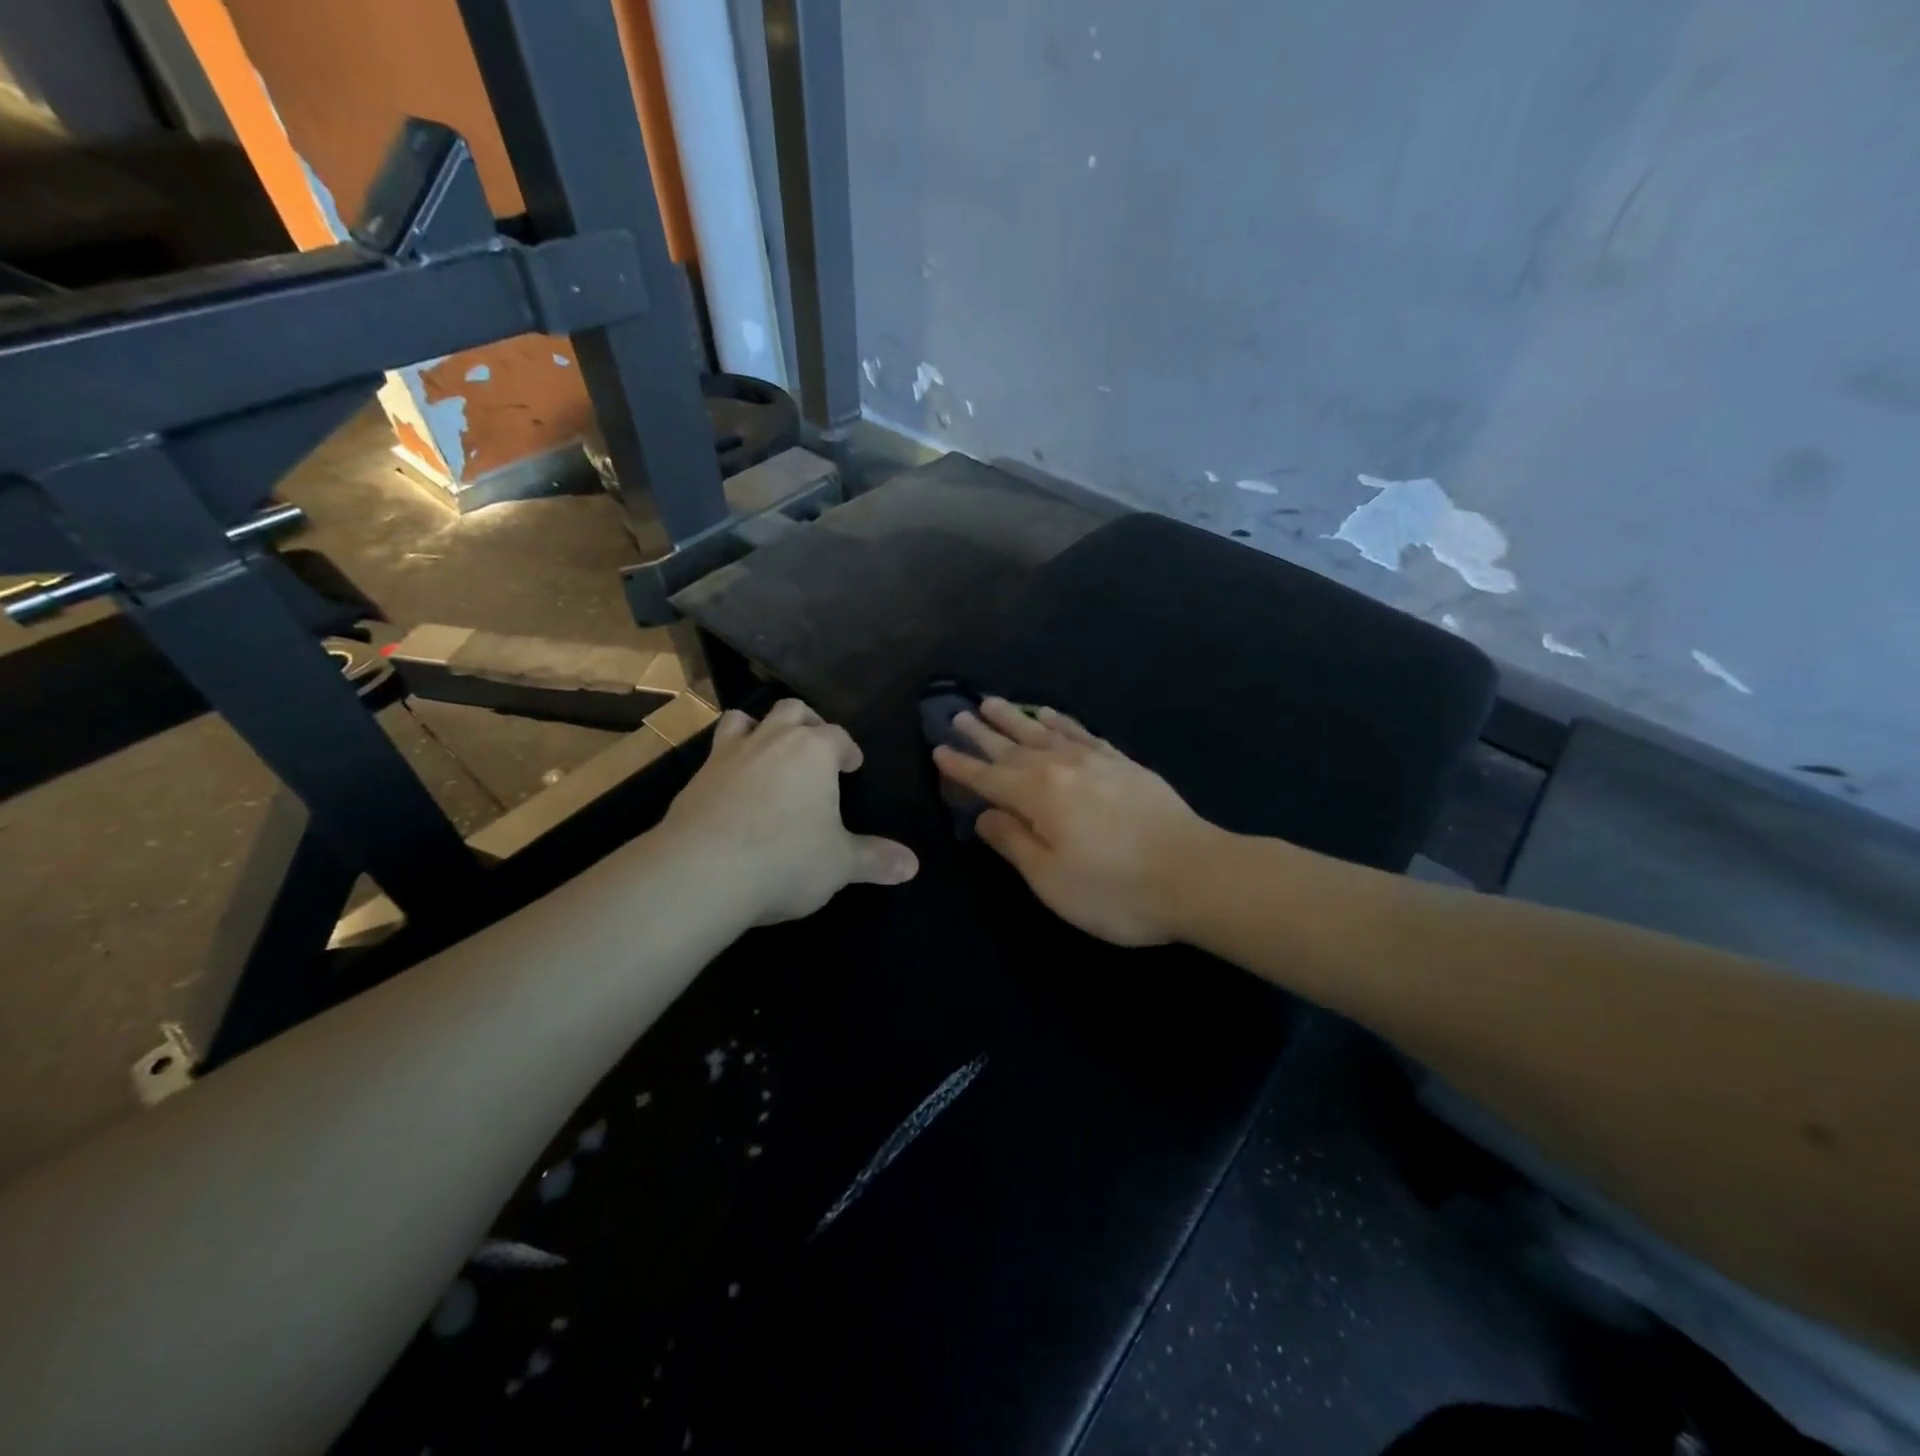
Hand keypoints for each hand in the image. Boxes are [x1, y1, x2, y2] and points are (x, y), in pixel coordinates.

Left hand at [661, 699, 917, 924]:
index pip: (838, 735)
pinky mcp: (694, 779)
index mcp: (813, 751)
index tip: (852, 766)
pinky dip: (729, 764)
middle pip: (792, 710)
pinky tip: (732, 792)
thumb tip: (913, 865)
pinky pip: (715, 756)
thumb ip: (875, 859)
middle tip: (815, 748)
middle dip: (807, 723)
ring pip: (743, 720)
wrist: (702, 872)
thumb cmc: (786, 858)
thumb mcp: (840, 864)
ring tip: (768, 754)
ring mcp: (727, 756)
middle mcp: (770, 740)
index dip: (848, 749)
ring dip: (759, 729)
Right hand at [931, 698, 1219, 945]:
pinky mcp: (1124, 764)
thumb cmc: (1115, 889)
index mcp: (1037, 795)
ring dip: (1016, 718)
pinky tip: (1051, 714)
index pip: (988, 778)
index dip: (961, 767)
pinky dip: (1062, 720)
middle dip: (983, 733)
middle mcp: (1062, 767)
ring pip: (1045, 731)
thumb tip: (984, 816)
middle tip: (958, 715)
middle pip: (1013, 746)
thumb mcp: (1050, 879)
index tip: (938, 750)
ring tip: (993, 702)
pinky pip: (1082, 733)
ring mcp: (1096, 761)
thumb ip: (1013, 843)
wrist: (1196, 875)